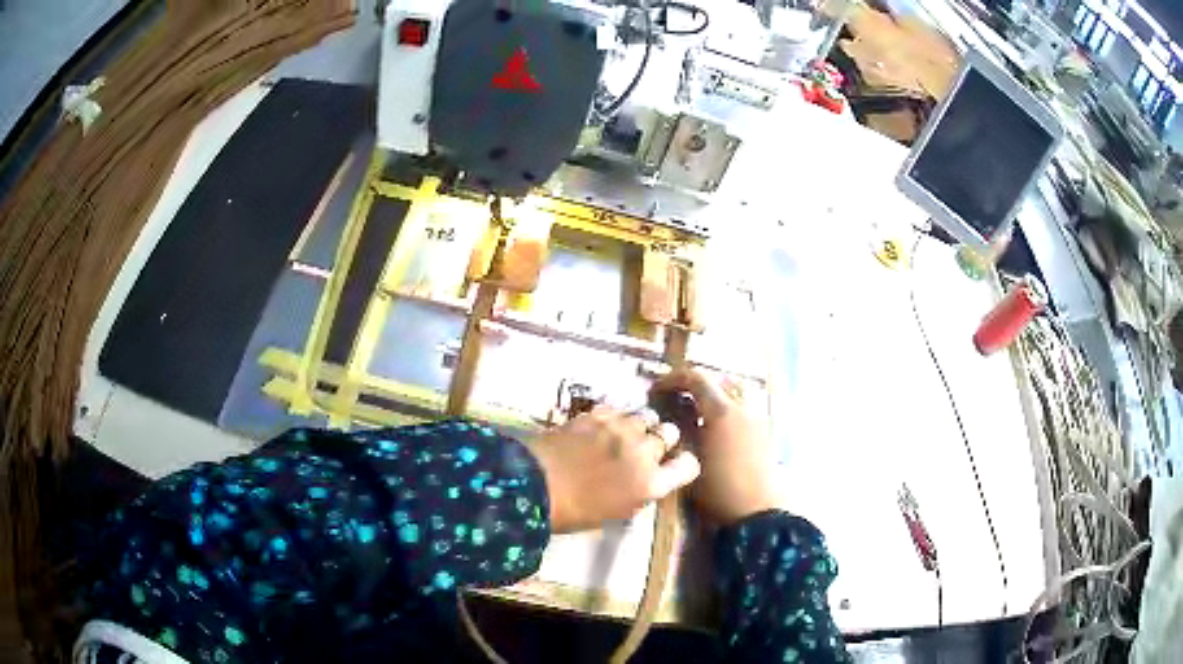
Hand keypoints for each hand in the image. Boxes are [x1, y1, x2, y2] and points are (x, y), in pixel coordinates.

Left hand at [526, 406, 700, 532]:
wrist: (534, 485)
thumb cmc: (574, 512)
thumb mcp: (617, 513)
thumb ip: (640, 492)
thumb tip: (646, 480)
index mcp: (652, 485)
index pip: (689, 465)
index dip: (684, 463)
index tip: (675, 463)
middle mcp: (644, 453)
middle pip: (670, 433)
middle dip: (662, 438)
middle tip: (645, 447)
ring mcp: (622, 430)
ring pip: (646, 415)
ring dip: (640, 424)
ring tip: (625, 432)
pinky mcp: (599, 415)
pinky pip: (618, 409)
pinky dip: (615, 417)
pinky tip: (602, 426)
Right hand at [652, 368, 781, 524]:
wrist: (758, 511)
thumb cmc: (719, 488)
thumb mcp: (690, 460)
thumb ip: (680, 430)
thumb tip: (670, 412)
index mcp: (722, 411)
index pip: (697, 378)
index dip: (673, 379)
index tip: (656, 390)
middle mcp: (743, 407)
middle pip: (717, 380)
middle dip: (693, 384)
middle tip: (673, 397)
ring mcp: (757, 417)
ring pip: (734, 390)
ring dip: (713, 393)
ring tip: (696, 410)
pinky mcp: (765, 431)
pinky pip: (744, 405)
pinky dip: (727, 405)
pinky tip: (716, 427)